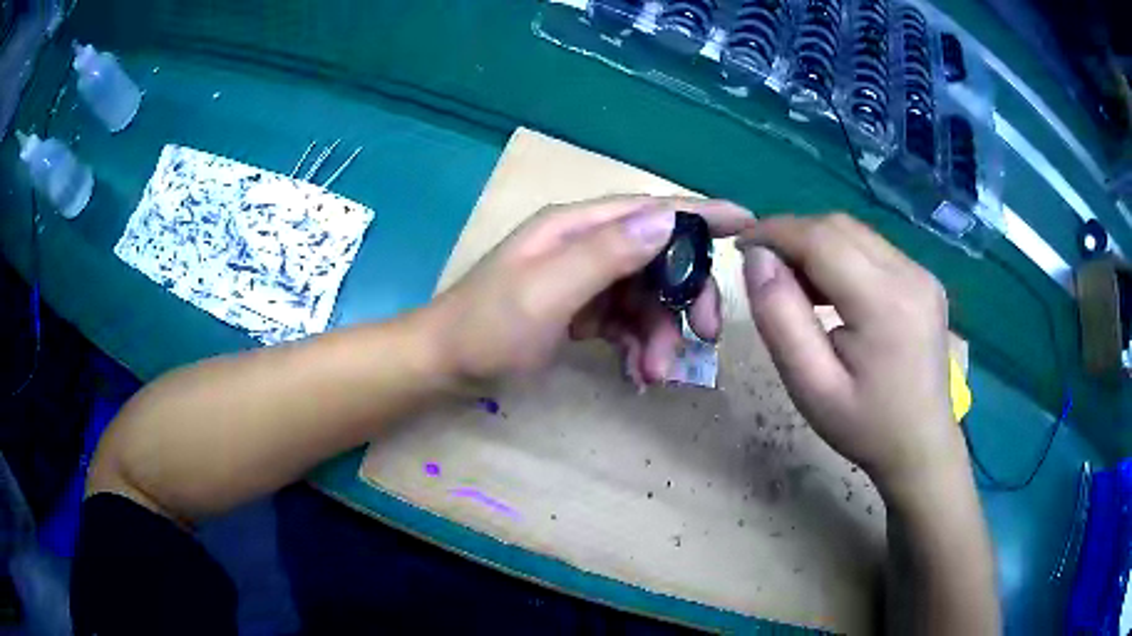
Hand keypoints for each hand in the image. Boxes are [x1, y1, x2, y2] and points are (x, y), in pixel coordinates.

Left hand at [429, 196, 753, 384]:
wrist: (445, 367)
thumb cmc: (486, 330)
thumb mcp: (545, 293)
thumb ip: (604, 255)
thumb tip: (666, 219)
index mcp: (575, 228)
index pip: (649, 209)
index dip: (700, 213)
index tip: (747, 222)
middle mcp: (584, 245)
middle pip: (658, 258)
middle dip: (685, 297)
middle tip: (706, 337)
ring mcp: (583, 279)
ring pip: (646, 297)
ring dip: (660, 335)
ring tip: (654, 374)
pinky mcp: (581, 310)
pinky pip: (626, 321)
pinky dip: (638, 346)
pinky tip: (637, 373)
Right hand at [737, 213, 966, 491]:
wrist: (921, 447)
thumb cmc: (865, 426)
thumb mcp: (811, 386)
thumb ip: (780, 318)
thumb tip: (757, 259)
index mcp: (885, 302)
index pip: (820, 238)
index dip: (774, 232)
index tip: (739, 245)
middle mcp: (910, 274)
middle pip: (839, 227)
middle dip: (793, 235)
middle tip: (763, 268)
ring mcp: (922, 274)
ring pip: (856, 233)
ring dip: (817, 244)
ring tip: (794, 282)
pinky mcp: (925, 280)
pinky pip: (873, 249)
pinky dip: (841, 255)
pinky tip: (830, 289)